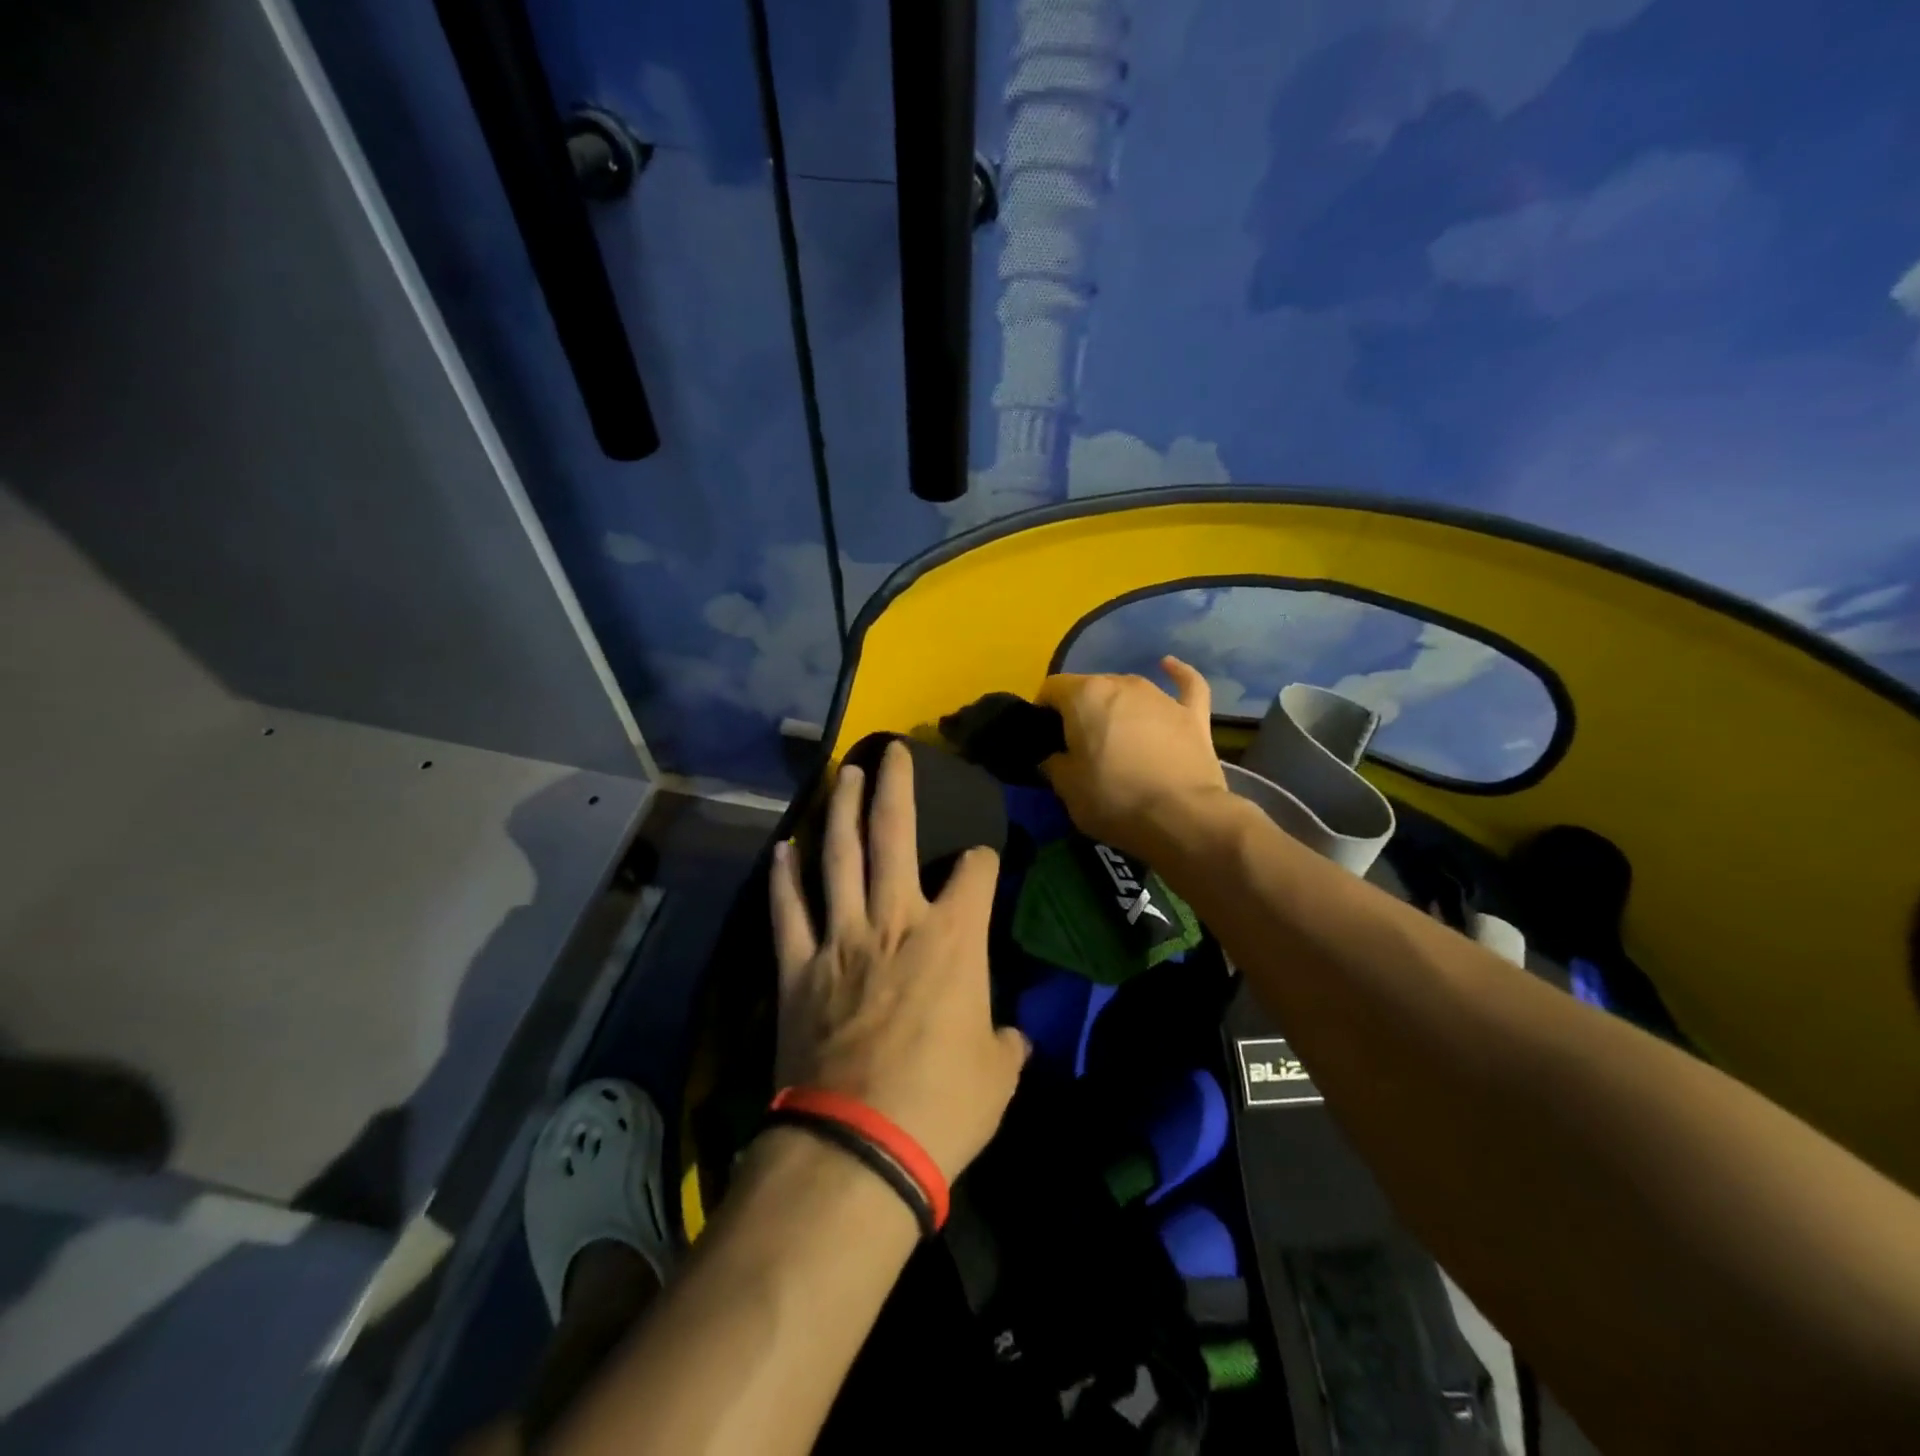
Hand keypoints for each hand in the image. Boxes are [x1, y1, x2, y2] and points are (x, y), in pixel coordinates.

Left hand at [769, 740, 1028, 1182]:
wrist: (860, 1147)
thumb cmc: (943, 1107)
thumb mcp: (997, 1076)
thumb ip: (1004, 1043)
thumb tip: (1010, 1038)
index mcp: (953, 940)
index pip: (976, 874)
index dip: (984, 859)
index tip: (983, 860)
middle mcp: (896, 922)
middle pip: (895, 836)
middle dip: (896, 787)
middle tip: (892, 751)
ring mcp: (841, 939)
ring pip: (838, 857)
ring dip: (839, 811)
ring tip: (841, 775)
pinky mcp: (799, 968)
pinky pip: (788, 911)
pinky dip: (783, 878)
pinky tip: (783, 849)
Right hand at [1035, 656, 1229, 857]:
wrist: (1182, 818)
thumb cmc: (1114, 799)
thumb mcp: (1066, 788)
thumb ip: (1053, 763)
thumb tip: (1055, 756)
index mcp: (1085, 695)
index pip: (1052, 688)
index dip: (1043, 711)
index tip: (1045, 739)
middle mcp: (1122, 684)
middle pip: (1090, 687)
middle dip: (1081, 711)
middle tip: (1079, 746)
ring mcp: (1160, 696)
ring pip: (1128, 690)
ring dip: (1117, 707)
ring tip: (1116, 736)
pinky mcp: (1192, 714)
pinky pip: (1185, 683)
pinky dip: (1177, 675)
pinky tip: (1169, 666)